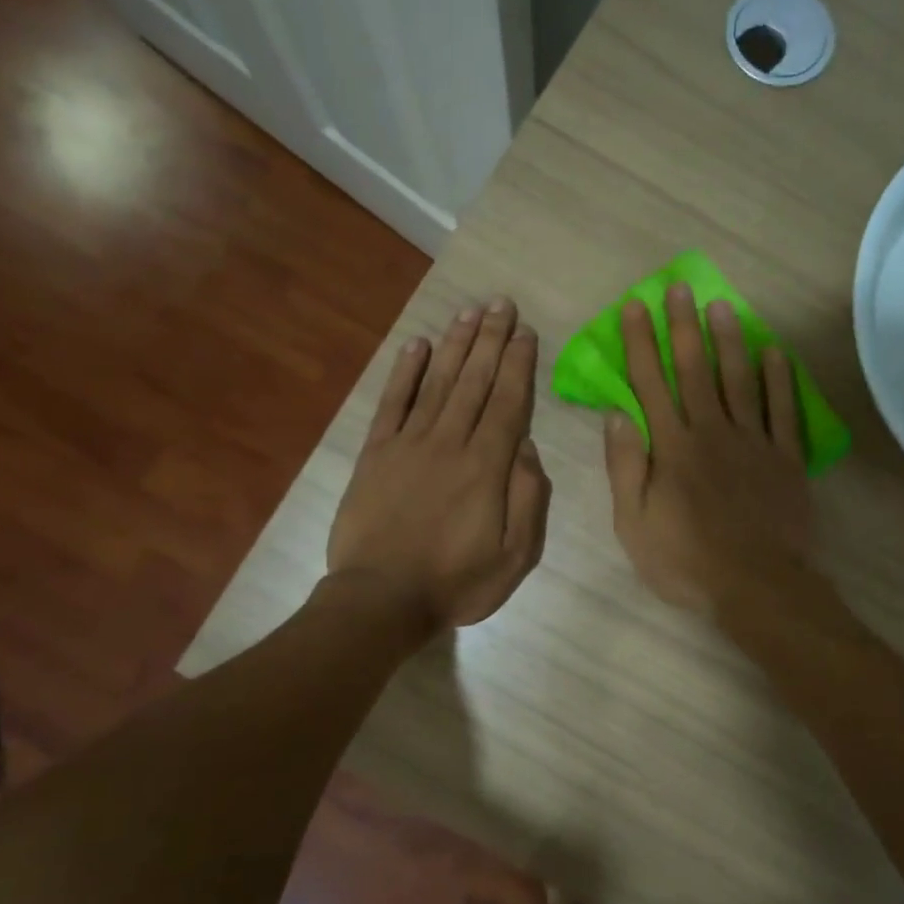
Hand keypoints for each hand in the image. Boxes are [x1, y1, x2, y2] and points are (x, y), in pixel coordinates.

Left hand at [328, 298, 550, 630]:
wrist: (381, 600)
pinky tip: (417, 345)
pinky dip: (404, 372)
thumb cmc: (456, 582)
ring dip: (455, 345)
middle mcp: (449, 443)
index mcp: (486, 467)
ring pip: (437, 383)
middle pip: (474, 382)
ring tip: (468, 313)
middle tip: (501, 303)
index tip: (525, 332)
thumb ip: (527, 498)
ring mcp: (408, 445)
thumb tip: (527, 446)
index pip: (507, 403)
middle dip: (490, 340)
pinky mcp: (375, 454)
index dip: (517, 364)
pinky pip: (392, 404)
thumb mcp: (515, 555)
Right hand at [603, 284, 813, 614]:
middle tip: (678, 288)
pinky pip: (784, 411)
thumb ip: (625, 466)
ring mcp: (754, 442)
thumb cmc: (685, 561)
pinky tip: (775, 352)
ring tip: (722, 305)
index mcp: (672, 447)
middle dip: (682, 326)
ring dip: (729, 340)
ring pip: (739, 380)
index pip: (650, 384)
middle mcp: (712, 432)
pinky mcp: (786, 458)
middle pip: (694, 370)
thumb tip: (617, 414)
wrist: (756, 586)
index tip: (633, 308)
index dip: (640, 344)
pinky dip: (779, 380)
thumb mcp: (634, 523)